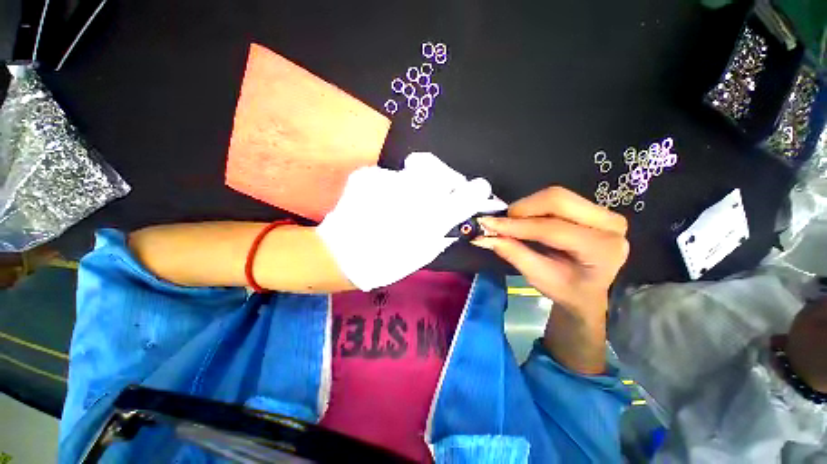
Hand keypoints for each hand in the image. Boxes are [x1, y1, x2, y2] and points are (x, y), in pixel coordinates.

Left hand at [317, 152, 505, 290]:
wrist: (343, 256)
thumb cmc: (386, 261)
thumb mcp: (423, 252)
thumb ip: (445, 231)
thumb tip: (459, 216)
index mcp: (431, 220)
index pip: (467, 196)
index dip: (476, 191)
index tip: (477, 189)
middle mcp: (414, 195)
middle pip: (439, 169)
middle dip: (443, 176)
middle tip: (436, 190)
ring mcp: (388, 181)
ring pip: (414, 169)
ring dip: (414, 182)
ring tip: (400, 200)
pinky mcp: (369, 175)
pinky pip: (390, 175)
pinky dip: (391, 185)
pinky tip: (380, 201)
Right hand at [473, 187, 628, 373]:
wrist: (590, 292)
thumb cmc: (567, 290)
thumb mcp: (538, 277)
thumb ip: (513, 253)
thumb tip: (483, 237)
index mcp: (603, 249)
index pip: (552, 229)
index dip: (516, 226)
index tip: (488, 224)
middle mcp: (611, 224)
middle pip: (557, 200)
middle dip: (522, 209)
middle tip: (501, 222)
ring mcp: (604, 213)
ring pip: (556, 196)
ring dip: (527, 207)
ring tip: (511, 223)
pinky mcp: (594, 209)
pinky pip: (558, 199)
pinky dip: (534, 207)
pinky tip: (524, 220)